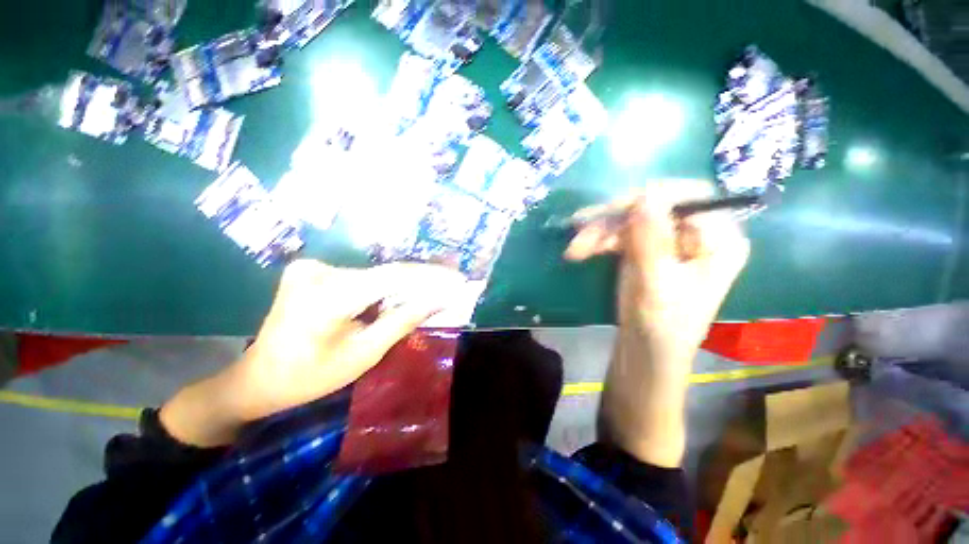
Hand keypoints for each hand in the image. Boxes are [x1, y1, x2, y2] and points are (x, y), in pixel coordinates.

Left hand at [233, 260, 466, 420]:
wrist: (257, 379)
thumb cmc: (309, 377)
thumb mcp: (363, 354)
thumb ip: (403, 321)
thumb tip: (440, 299)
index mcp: (327, 294)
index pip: (394, 276)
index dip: (431, 276)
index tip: (459, 279)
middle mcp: (320, 269)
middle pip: (387, 273)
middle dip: (423, 280)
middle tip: (453, 284)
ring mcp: (314, 267)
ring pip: (377, 274)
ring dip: (408, 284)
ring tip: (437, 290)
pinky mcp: (315, 270)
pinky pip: (364, 277)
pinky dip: (388, 286)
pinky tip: (407, 294)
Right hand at [565, 179, 749, 362]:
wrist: (644, 353)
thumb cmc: (660, 327)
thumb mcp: (656, 284)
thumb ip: (651, 240)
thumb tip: (645, 193)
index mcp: (719, 241)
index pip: (690, 197)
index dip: (652, 197)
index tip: (615, 210)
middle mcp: (696, 235)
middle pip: (654, 207)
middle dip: (614, 220)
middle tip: (580, 232)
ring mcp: (668, 242)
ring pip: (631, 220)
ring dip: (600, 232)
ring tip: (575, 251)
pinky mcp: (646, 251)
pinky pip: (622, 234)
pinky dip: (600, 240)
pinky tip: (582, 250)